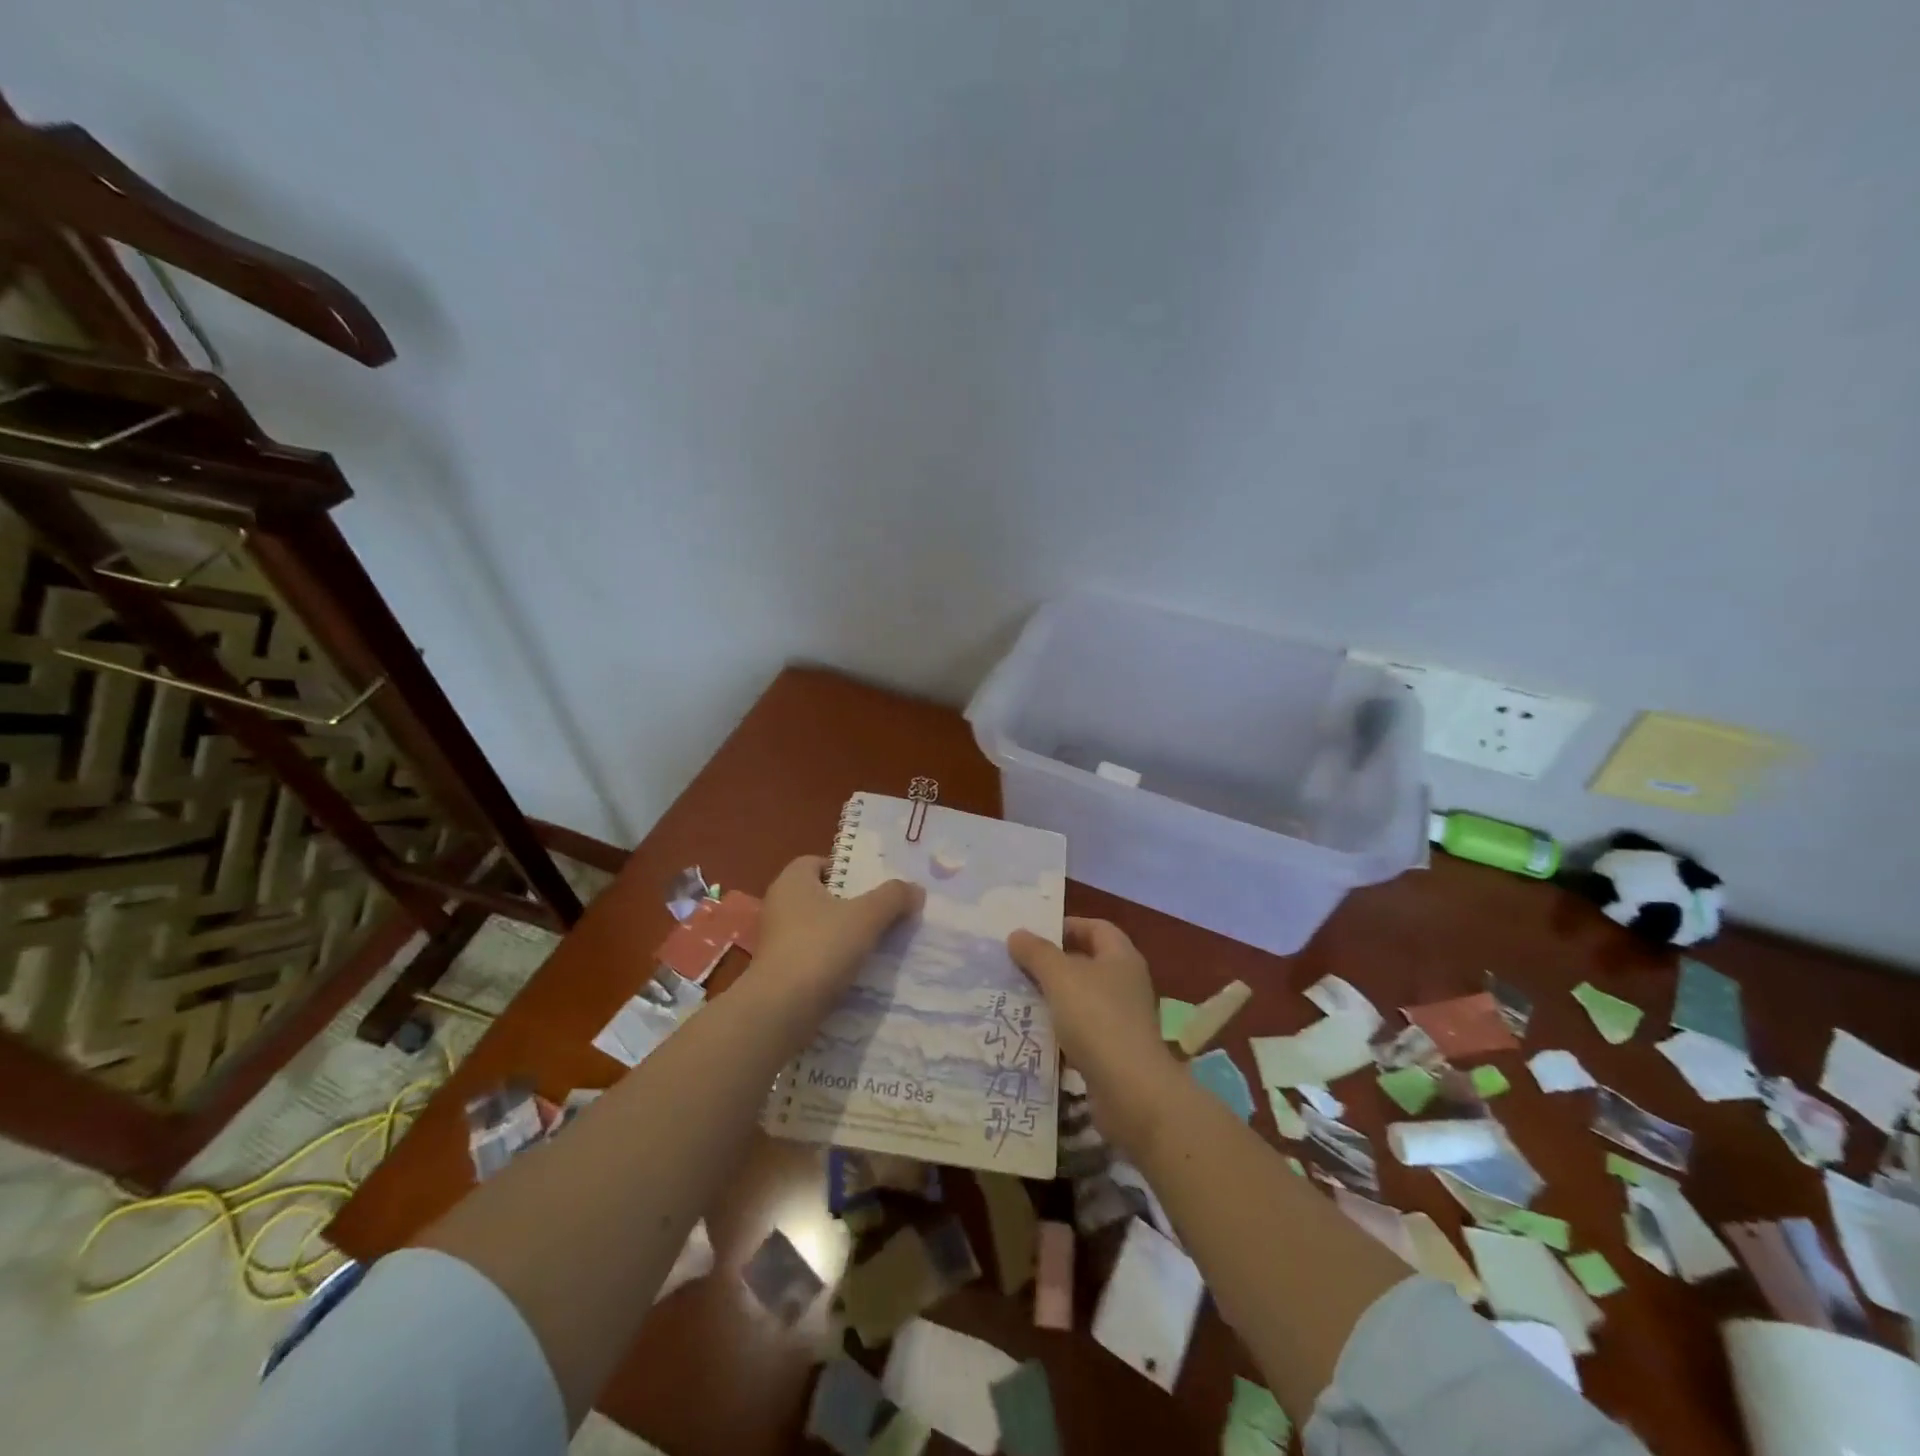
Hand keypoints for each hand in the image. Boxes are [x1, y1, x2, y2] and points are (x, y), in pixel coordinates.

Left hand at [754, 855, 924, 999]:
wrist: (781, 1010)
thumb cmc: (821, 948)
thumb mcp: (866, 916)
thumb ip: (893, 897)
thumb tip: (916, 889)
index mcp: (792, 881)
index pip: (817, 862)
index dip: (845, 870)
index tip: (871, 887)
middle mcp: (779, 905)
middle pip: (821, 896)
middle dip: (850, 904)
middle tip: (882, 914)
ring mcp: (776, 940)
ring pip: (817, 928)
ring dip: (843, 935)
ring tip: (875, 945)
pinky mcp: (778, 971)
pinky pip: (812, 956)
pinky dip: (831, 960)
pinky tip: (856, 972)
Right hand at [1008, 918, 1179, 1153]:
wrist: (1131, 1091)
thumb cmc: (1097, 1019)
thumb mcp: (1060, 977)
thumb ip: (1037, 953)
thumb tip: (1017, 934)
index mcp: (1121, 957)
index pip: (1095, 928)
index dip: (1066, 926)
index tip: (1033, 935)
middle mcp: (1126, 983)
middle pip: (1087, 962)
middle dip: (1053, 963)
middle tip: (1018, 966)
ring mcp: (1122, 1019)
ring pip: (1082, 998)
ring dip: (1054, 998)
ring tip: (1019, 998)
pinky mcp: (1114, 1051)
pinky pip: (1082, 1030)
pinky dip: (1060, 1030)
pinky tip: (1034, 1034)